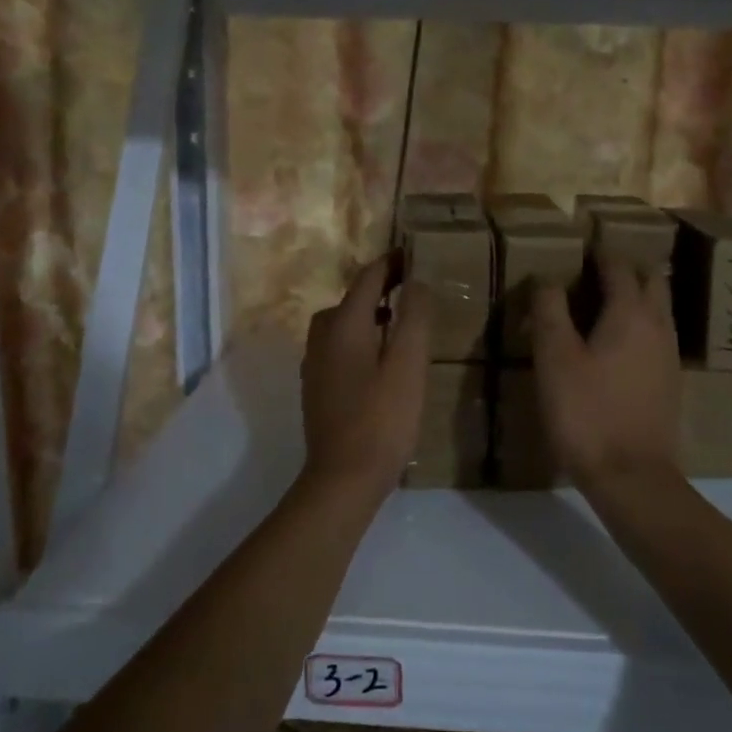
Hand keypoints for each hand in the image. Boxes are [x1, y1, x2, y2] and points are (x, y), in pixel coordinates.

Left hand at [301, 257, 432, 497]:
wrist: (343, 477)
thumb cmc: (381, 419)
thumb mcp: (408, 365)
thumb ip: (414, 319)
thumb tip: (415, 281)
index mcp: (343, 326)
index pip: (367, 279)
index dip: (391, 263)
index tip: (413, 253)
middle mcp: (322, 338)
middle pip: (350, 299)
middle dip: (378, 287)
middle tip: (409, 287)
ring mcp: (315, 364)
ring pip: (341, 324)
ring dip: (367, 312)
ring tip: (397, 319)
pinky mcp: (317, 387)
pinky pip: (337, 346)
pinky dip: (359, 337)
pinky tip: (377, 357)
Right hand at [531, 256, 680, 494]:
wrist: (632, 476)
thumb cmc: (586, 412)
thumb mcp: (554, 358)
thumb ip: (549, 310)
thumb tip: (546, 276)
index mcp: (630, 312)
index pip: (618, 264)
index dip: (598, 251)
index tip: (577, 246)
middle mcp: (658, 324)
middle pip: (650, 279)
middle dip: (625, 267)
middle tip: (592, 270)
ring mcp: (669, 353)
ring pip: (658, 306)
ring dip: (636, 293)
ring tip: (602, 300)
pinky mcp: (669, 380)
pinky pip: (658, 333)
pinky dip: (639, 322)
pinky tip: (616, 341)